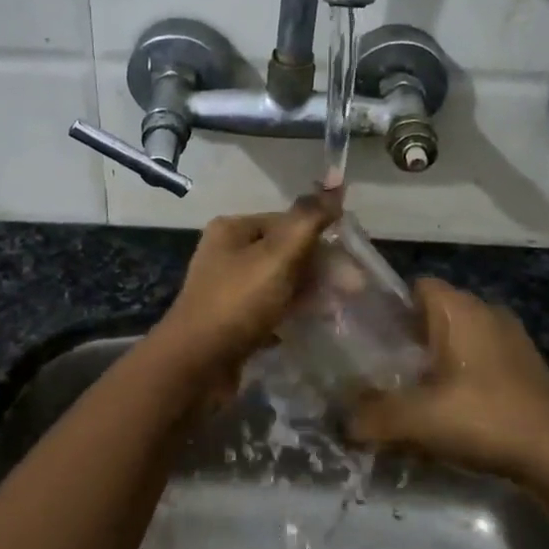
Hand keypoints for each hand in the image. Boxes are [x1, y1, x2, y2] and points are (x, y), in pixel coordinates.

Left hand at [148, 194, 338, 378]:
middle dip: (320, 269)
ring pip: (280, 282)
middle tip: (353, 290)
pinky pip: (270, 309)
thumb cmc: (237, 302)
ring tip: (339, 310)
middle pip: (285, 252)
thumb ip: (308, 220)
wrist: (195, 365)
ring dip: (310, 292)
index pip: (288, 222)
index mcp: (233, 229)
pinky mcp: (232, 321)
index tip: (353, 263)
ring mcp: (228, 289)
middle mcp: (227, 253)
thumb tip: (335, 183)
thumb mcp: (278, 255)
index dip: (322, 238)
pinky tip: (313, 325)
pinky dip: (292, 314)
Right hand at [347, 278, 548, 482]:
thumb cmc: (485, 417)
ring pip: (461, 338)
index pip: (416, 286)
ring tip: (417, 394)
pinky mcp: (527, 367)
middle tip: (386, 371)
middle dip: (411, 340)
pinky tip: (455, 411)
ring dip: (439, 361)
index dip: (389, 308)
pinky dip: (465, 377)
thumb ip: (374, 416)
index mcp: (460, 308)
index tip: (371, 340)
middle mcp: (487, 311)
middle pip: (436, 314)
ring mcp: (513, 339)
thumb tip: (343, 422)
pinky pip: (482, 360)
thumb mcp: (418, 419)